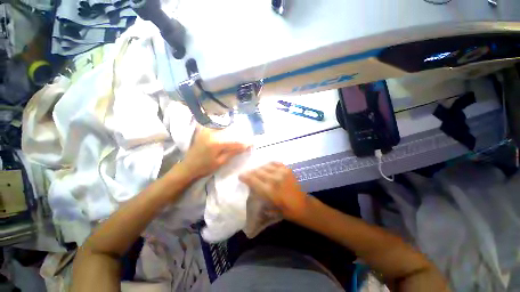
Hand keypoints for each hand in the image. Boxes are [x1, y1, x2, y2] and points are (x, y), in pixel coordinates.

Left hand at [181, 127, 248, 178]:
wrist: (188, 166)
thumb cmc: (204, 167)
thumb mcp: (220, 162)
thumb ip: (232, 152)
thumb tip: (245, 146)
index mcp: (216, 143)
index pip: (234, 142)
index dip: (244, 143)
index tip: (253, 142)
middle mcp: (212, 133)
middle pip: (230, 133)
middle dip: (239, 136)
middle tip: (247, 139)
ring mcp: (207, 131)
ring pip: (224, 128)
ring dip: (232, 131)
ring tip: (239, 135)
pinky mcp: (204, 131)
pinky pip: (217, 127)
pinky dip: (223, 129)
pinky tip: (227, 132)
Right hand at [239, 162, 308, 220]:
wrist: (302, 205)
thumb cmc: (285, 210)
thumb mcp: (268, 206)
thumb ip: (259, 194)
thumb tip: (251, 186)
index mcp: (269, 190)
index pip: (252, 180)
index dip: (244, 176)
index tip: (240, 176)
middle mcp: (274, 179)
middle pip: (257, 171)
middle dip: (251, 172)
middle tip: (248, 174)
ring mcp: (282, 172)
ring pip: (265, 166)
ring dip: (259, 168)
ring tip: (257, 171)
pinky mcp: (287, 169)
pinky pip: (274, 163)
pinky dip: (268, 165)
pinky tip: (267, 168)